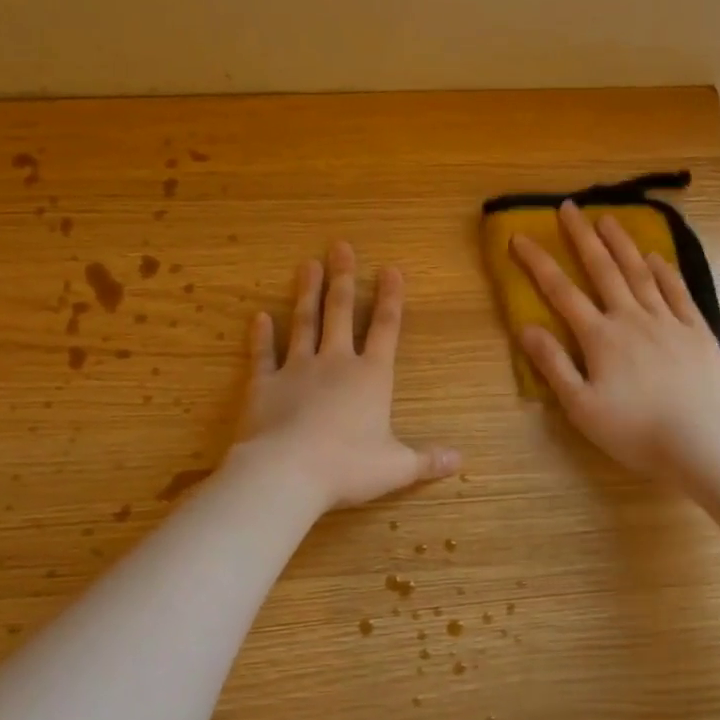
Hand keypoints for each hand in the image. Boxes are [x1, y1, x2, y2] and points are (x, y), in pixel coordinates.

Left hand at [234, 242, 459, 511]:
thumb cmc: (348, 468)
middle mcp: (335, 364)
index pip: (386, 329)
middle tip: (340, 247)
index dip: (391, 298)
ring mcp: (297, 369)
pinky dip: (261, 336)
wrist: (287, 472)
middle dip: (343, 279)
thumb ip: (427, 460)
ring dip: (307, 293)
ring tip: (308, 264)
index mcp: (371, 378)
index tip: (391, 269)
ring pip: (304, 323)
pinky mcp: (263, 384)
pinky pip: (262, 354)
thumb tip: (460, 459)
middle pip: (341, 313)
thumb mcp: (396, 467)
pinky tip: (259, 316)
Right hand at [512, 201, 719, 477]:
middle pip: (603, 269)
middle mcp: (632, 318)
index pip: (561, 292)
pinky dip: (665, 272)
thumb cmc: (633, 430)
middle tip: (569, 207)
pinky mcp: (697, 332)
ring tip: (608, 218)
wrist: (701, 442)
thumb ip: (553, 365)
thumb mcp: (580, 406)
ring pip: (641, 273)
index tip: (520, 237)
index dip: (538, 263)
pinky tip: (657, 257)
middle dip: (582, 237)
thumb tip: (526, 327)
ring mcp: (668, 321)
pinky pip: (678, 293)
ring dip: (622, 244)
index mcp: (600, 337)